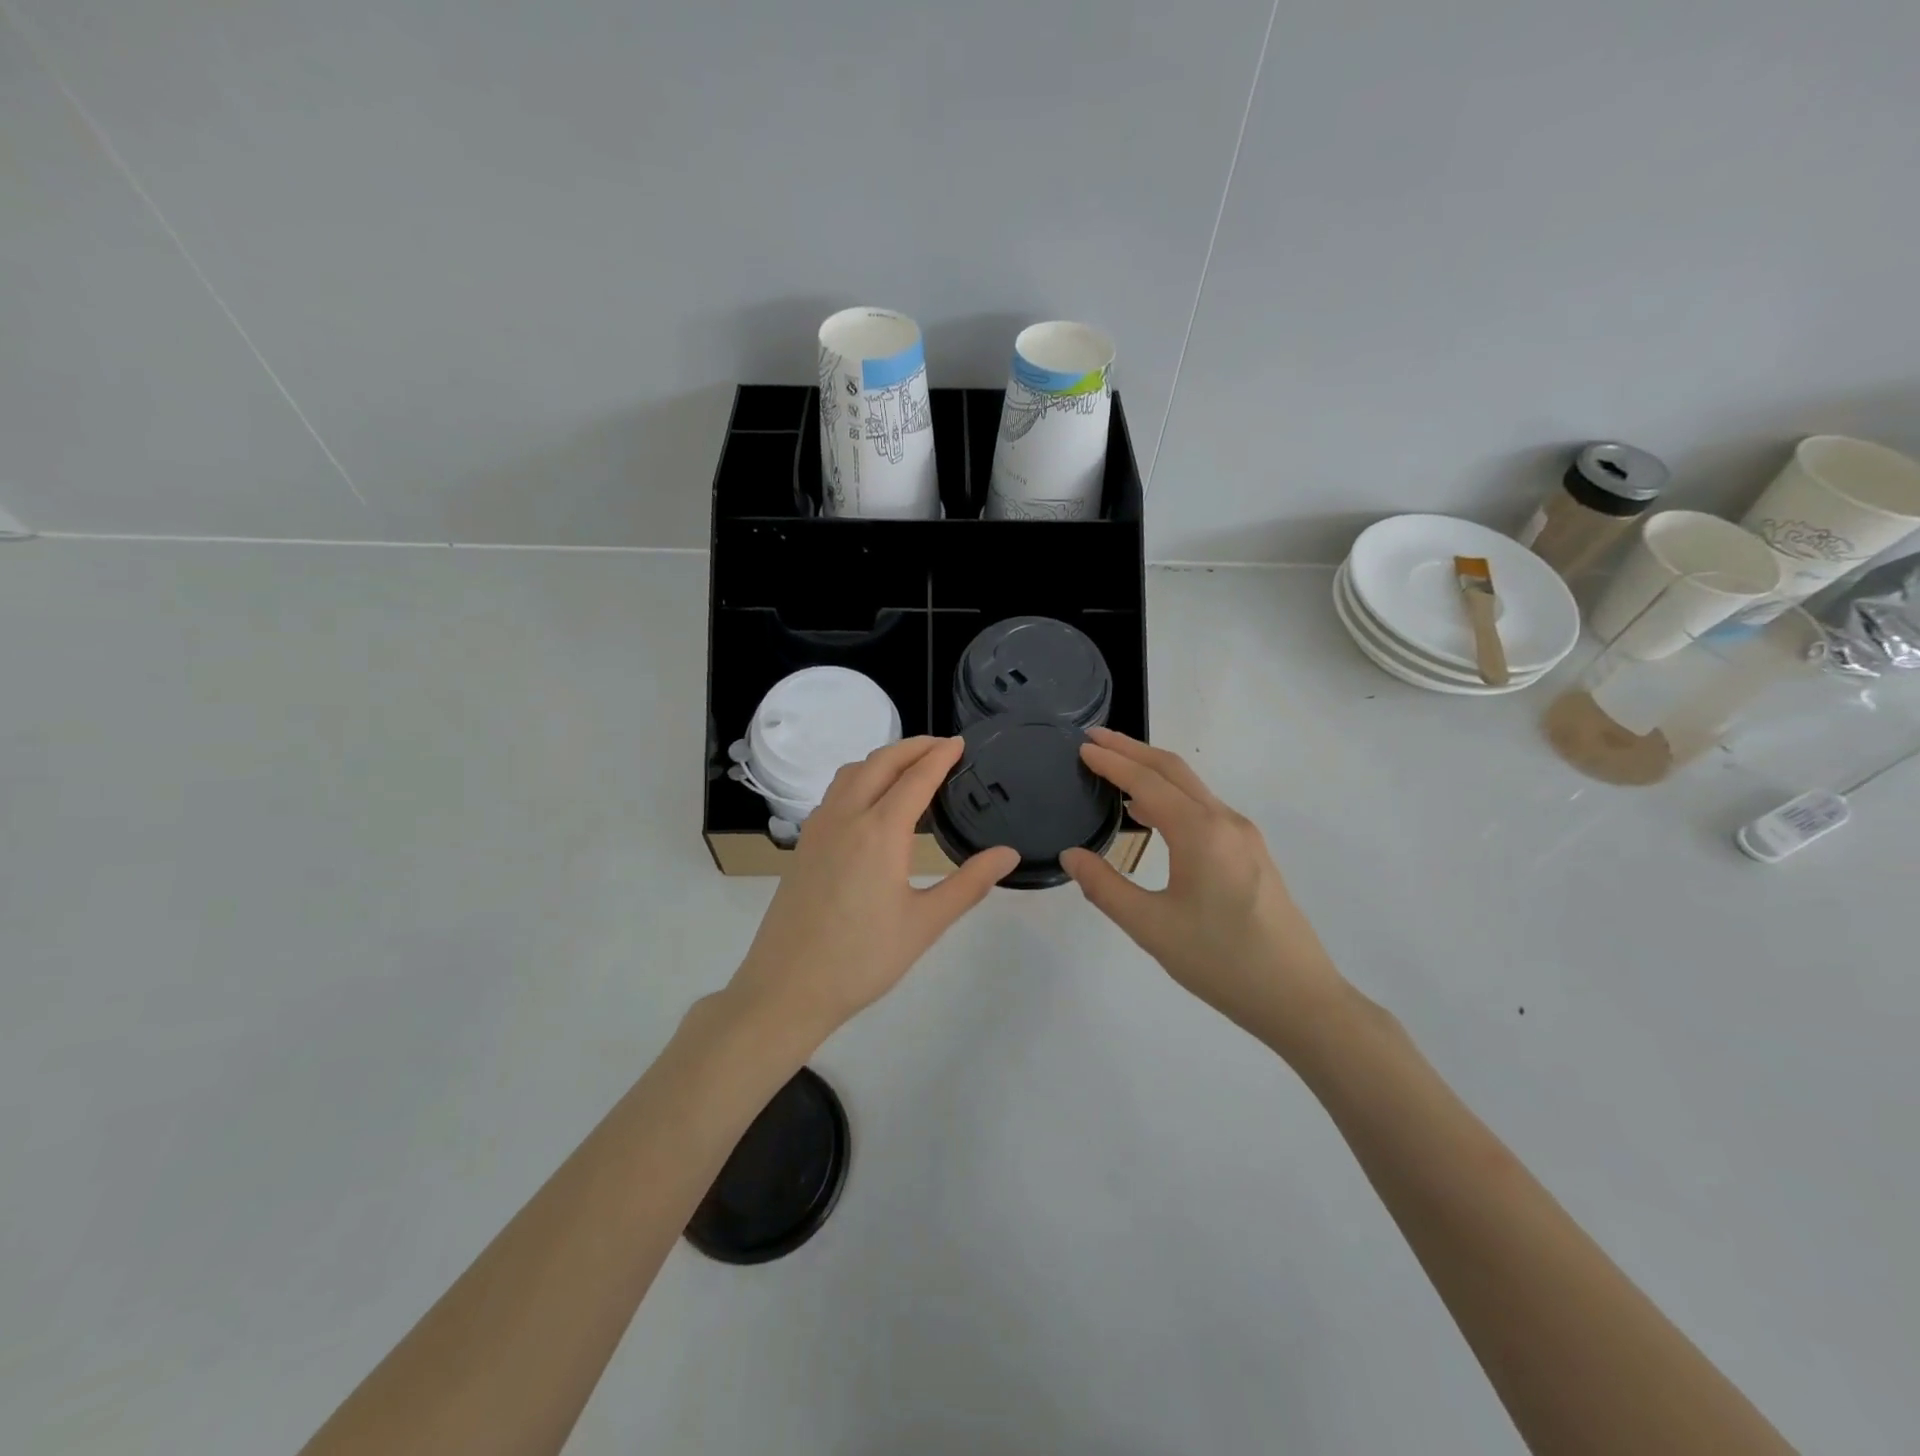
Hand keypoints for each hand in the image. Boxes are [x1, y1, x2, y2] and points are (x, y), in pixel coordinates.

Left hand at [725, 737, 1019, 1049]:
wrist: (787, 987)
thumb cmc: (862, 959)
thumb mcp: (925, 924)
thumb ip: (968, 884)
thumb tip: (1008, 854)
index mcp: (880, 832)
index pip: (916, 778)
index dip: (940, 756)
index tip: (960, 742)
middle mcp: (846, 817)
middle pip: (880, 762)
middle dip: (912, 747)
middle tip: (940, 746)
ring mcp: (819, 828)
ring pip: (852, 773)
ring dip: (882, 759)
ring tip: (909, 767)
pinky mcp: (804, 844)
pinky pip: (835, 792)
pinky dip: (860, 778)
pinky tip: (871, 802)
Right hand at [1061, 729, 1350, 1056]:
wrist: (1299, 998)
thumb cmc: (1221, 962)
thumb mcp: (1151, 928)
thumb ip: (1105, 887)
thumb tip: (1070, 855)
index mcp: (1200, 832)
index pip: (1147, 782)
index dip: (1112, 761)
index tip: (1082, 746)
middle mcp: (1225, 821)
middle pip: (1173, 770)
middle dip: (1132, 749)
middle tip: (1095, 739)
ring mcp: (1243, 836)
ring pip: (1192, 787)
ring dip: (1152, 771)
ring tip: (1115, 769)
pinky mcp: (1251, 853)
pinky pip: (1204, 807)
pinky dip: (1171, 795)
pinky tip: (1152, 813)